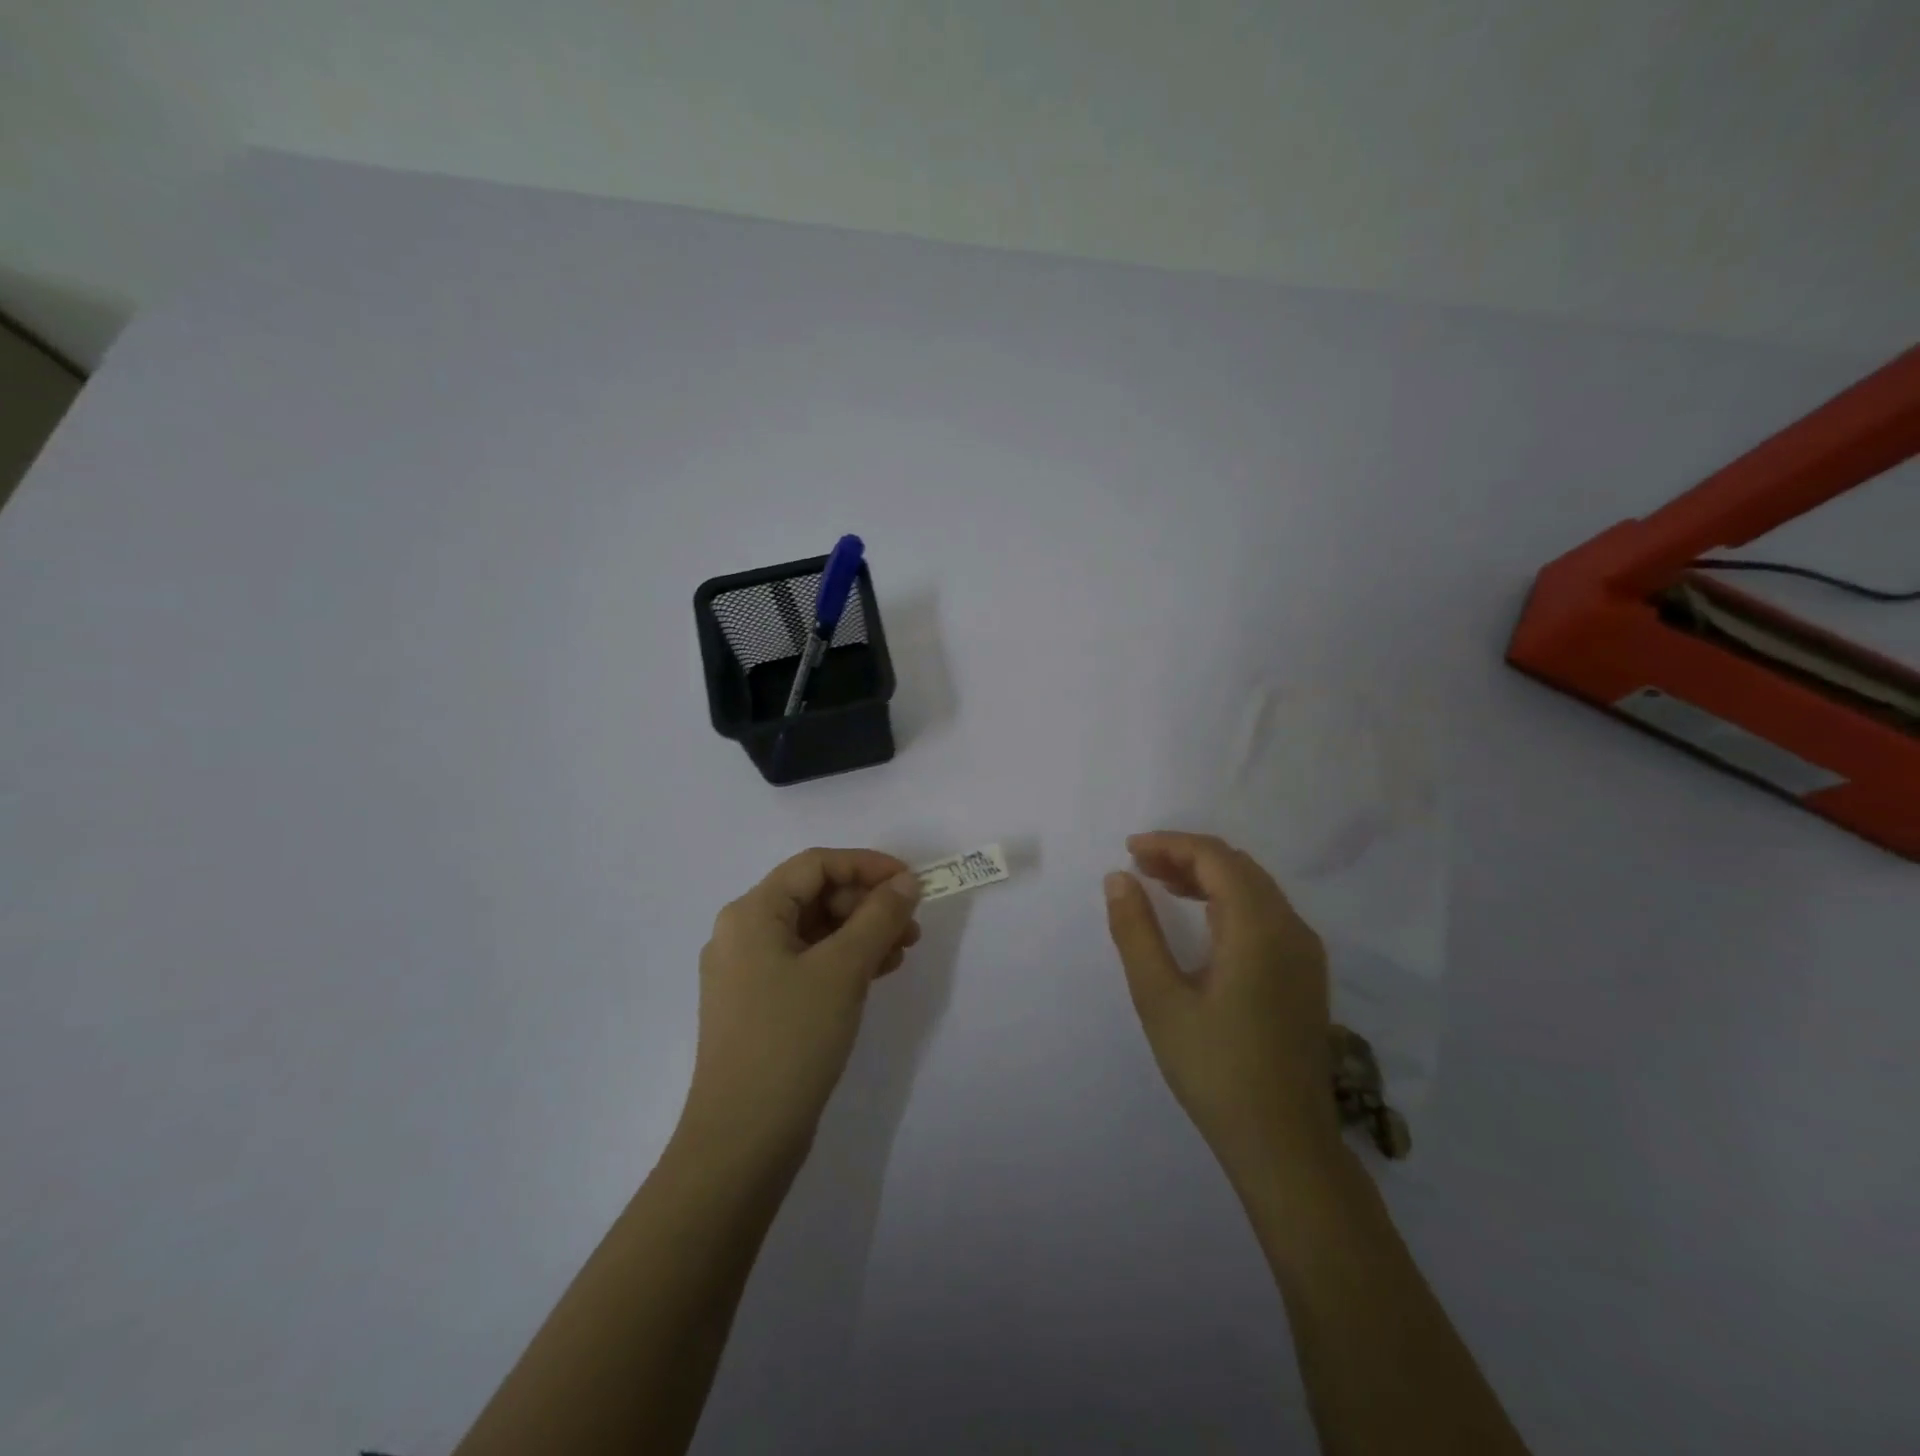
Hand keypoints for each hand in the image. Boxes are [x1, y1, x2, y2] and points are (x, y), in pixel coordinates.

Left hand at [681, 849, 922, 1168]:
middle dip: (867, 903)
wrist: (743, 1140)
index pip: (815, 865)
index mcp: (751, 913)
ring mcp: (748, 972)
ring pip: (813, 932)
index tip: (911, 882)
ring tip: (903, 950)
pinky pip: (807, 963)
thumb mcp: (843, 970)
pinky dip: (844, 961)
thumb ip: (879, 917)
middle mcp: (743, 933)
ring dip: (861, 932)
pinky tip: (878, 972)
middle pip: (813, 896)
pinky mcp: (759, 1005)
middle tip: (911, 925)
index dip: (866, 865)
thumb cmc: (791, 1039)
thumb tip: (907, 882)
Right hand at [1105, 831, 1337, 1175]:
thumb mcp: (1160, 999)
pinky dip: (1228, 901)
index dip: (1171, 844)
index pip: (1215, 858)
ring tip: (1159, 884)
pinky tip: (1200, 919)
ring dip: (1208, 877)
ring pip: (1255, 889)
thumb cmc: (1215, 1069)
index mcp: (1259, 928)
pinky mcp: (1305, 975)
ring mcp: (1304, 952)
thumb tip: (1119, 878)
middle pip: (1238, 867)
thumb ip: (1136, 932)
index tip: (1129, 850)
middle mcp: (1291, 928)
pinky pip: (1266, 914)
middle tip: (1139, 866)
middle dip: (1187, 856)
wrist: (1284, 1144)